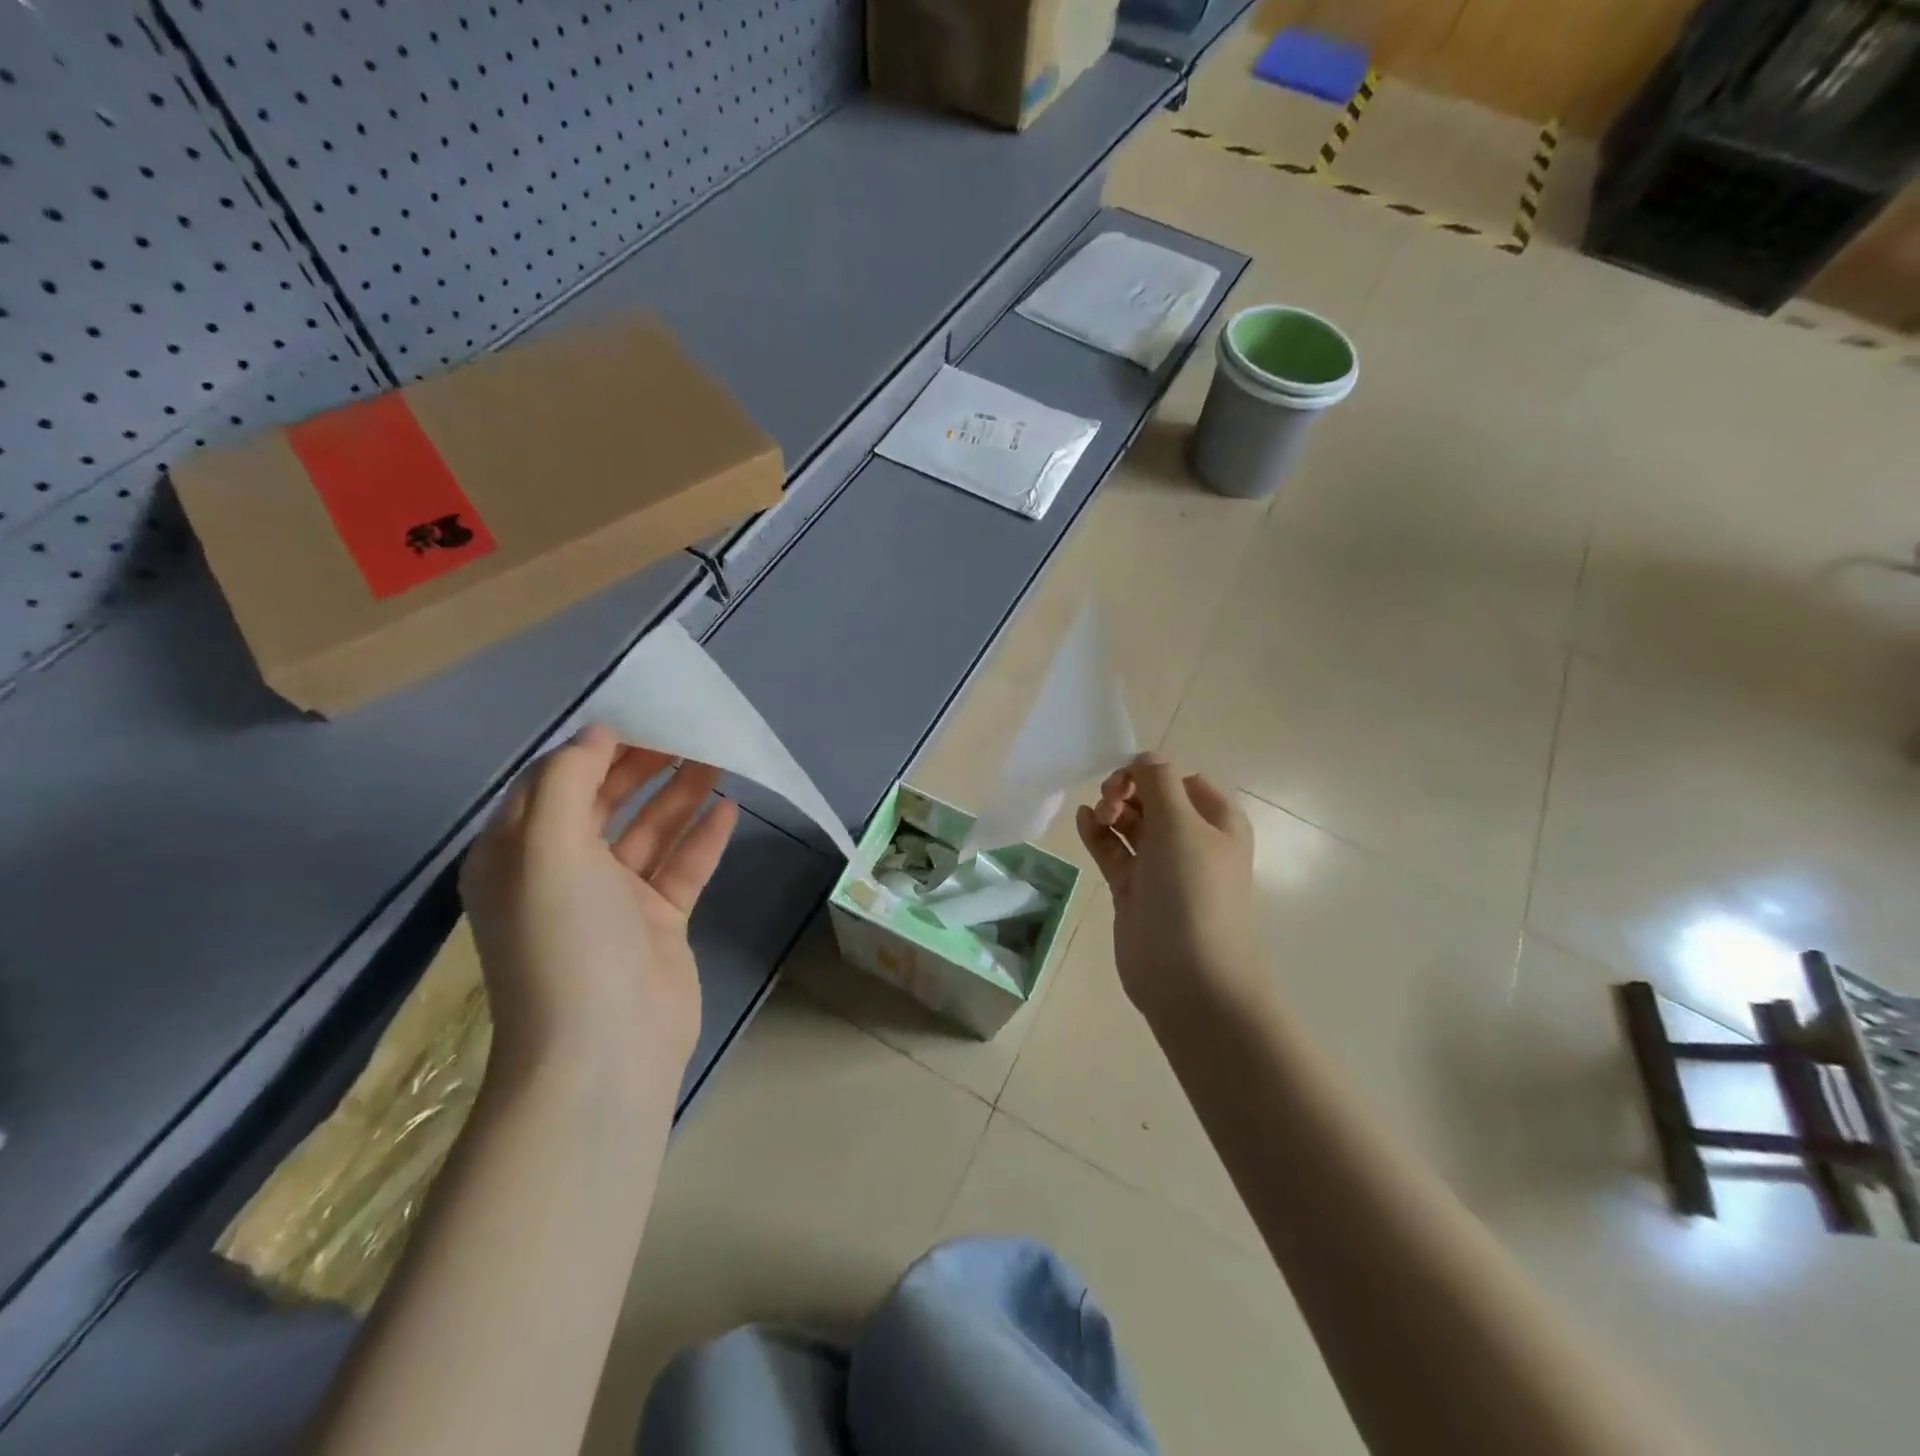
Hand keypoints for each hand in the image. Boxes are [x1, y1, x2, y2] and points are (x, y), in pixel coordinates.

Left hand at [460, 725, 737, 1099]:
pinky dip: (703, 838)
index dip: (595, 746)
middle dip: (643, 764)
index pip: (555, 783)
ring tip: (718, 757)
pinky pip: (682, 868)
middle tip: (688, 730)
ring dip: (679, 795)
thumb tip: (596, 735)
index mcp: (518, 855)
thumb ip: (569, 782)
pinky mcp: (657, 923)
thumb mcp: (547, 849)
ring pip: (650, 832)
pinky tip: (730, 808)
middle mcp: (562, 873)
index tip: (641, 714)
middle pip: (606, 803)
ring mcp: (614, 901)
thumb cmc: (566, 940)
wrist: (605, 1049)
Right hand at [1075, 753, 1260, 1032]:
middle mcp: (1192, 841)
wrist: (1189, 978)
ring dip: (1112, 811)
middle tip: (1110, 803)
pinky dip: (1099, 835)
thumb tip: (1144, 758)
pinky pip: (1115, 851)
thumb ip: (1158, 782)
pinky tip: (1083, 821)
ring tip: (1098, 816)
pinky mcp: (1135, 890)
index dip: (1152, 773)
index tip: (1126, 782)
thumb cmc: (1192, 893)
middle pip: (1154, 799)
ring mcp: (1162, 868)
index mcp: (1217, 822)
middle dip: (1129, 791)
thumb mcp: (1181, 825)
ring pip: (1133, 824)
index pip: (1182, 779)